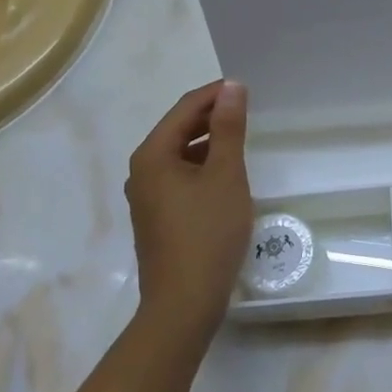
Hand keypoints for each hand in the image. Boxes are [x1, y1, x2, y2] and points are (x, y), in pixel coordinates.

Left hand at [125, 80, 251, 339]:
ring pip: (180, 155)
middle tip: (249, 111)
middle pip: (179, 129)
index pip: (185, 108)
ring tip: (243, 140)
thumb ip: (229, 129)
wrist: (183, 304)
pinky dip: (203, 167)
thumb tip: (232, 87)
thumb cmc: (207, 233)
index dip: (215, 94)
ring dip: (209, 142)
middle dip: (212, 117)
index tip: (248, 89)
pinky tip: (227, 176)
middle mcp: (142, 171)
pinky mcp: (157, 217)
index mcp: (153, 155)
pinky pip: (180, 177)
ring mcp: (147, 196)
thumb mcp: (225, 175)